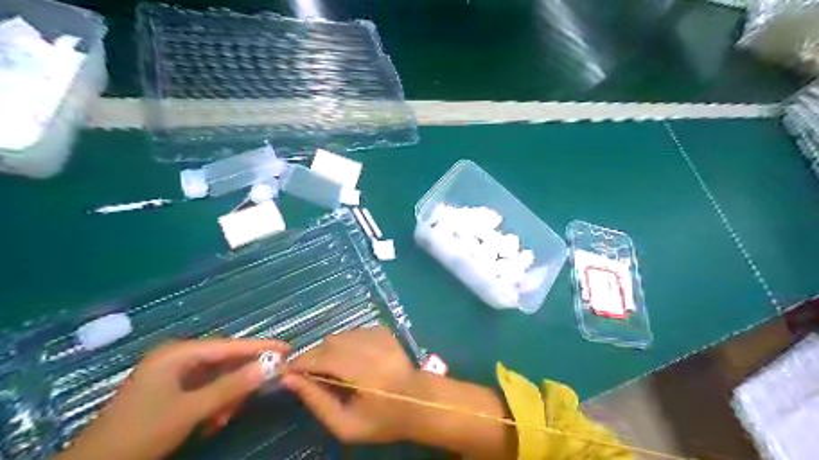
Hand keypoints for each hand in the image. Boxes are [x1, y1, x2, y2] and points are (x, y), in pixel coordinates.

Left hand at [58, 337, 287, 459]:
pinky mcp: (169, 392)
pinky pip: (203, 390)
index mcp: (177, 354)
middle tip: (261, 388)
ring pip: (215, 378)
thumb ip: (231, 387)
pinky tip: (212, 421)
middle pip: (223, 361)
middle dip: (241, 378)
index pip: (229, 346)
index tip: (287, 348)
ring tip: (225, 416)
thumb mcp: (190, 410)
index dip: (259, 347)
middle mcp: (176, 358)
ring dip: (226, 396)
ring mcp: (171, 375)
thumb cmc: (141, 433)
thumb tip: (270, 366)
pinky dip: (213, 404)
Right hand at [281, 325, 421, 444]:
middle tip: (309, 374)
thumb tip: (290, 380)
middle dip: (314, 356)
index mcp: (361, 371)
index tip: (287, 372)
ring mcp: (378, 336)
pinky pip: (354, 331)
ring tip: (331, 368)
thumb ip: (317, 402)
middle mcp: (369, 347)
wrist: (418, 401)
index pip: (321, 358)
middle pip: (329, 343)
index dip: (300, 363)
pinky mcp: (383, 331)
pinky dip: (345, 343)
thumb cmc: (382, 419)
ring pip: (341, 335)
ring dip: (329, 349)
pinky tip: (350, 358)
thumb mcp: (346, 425)